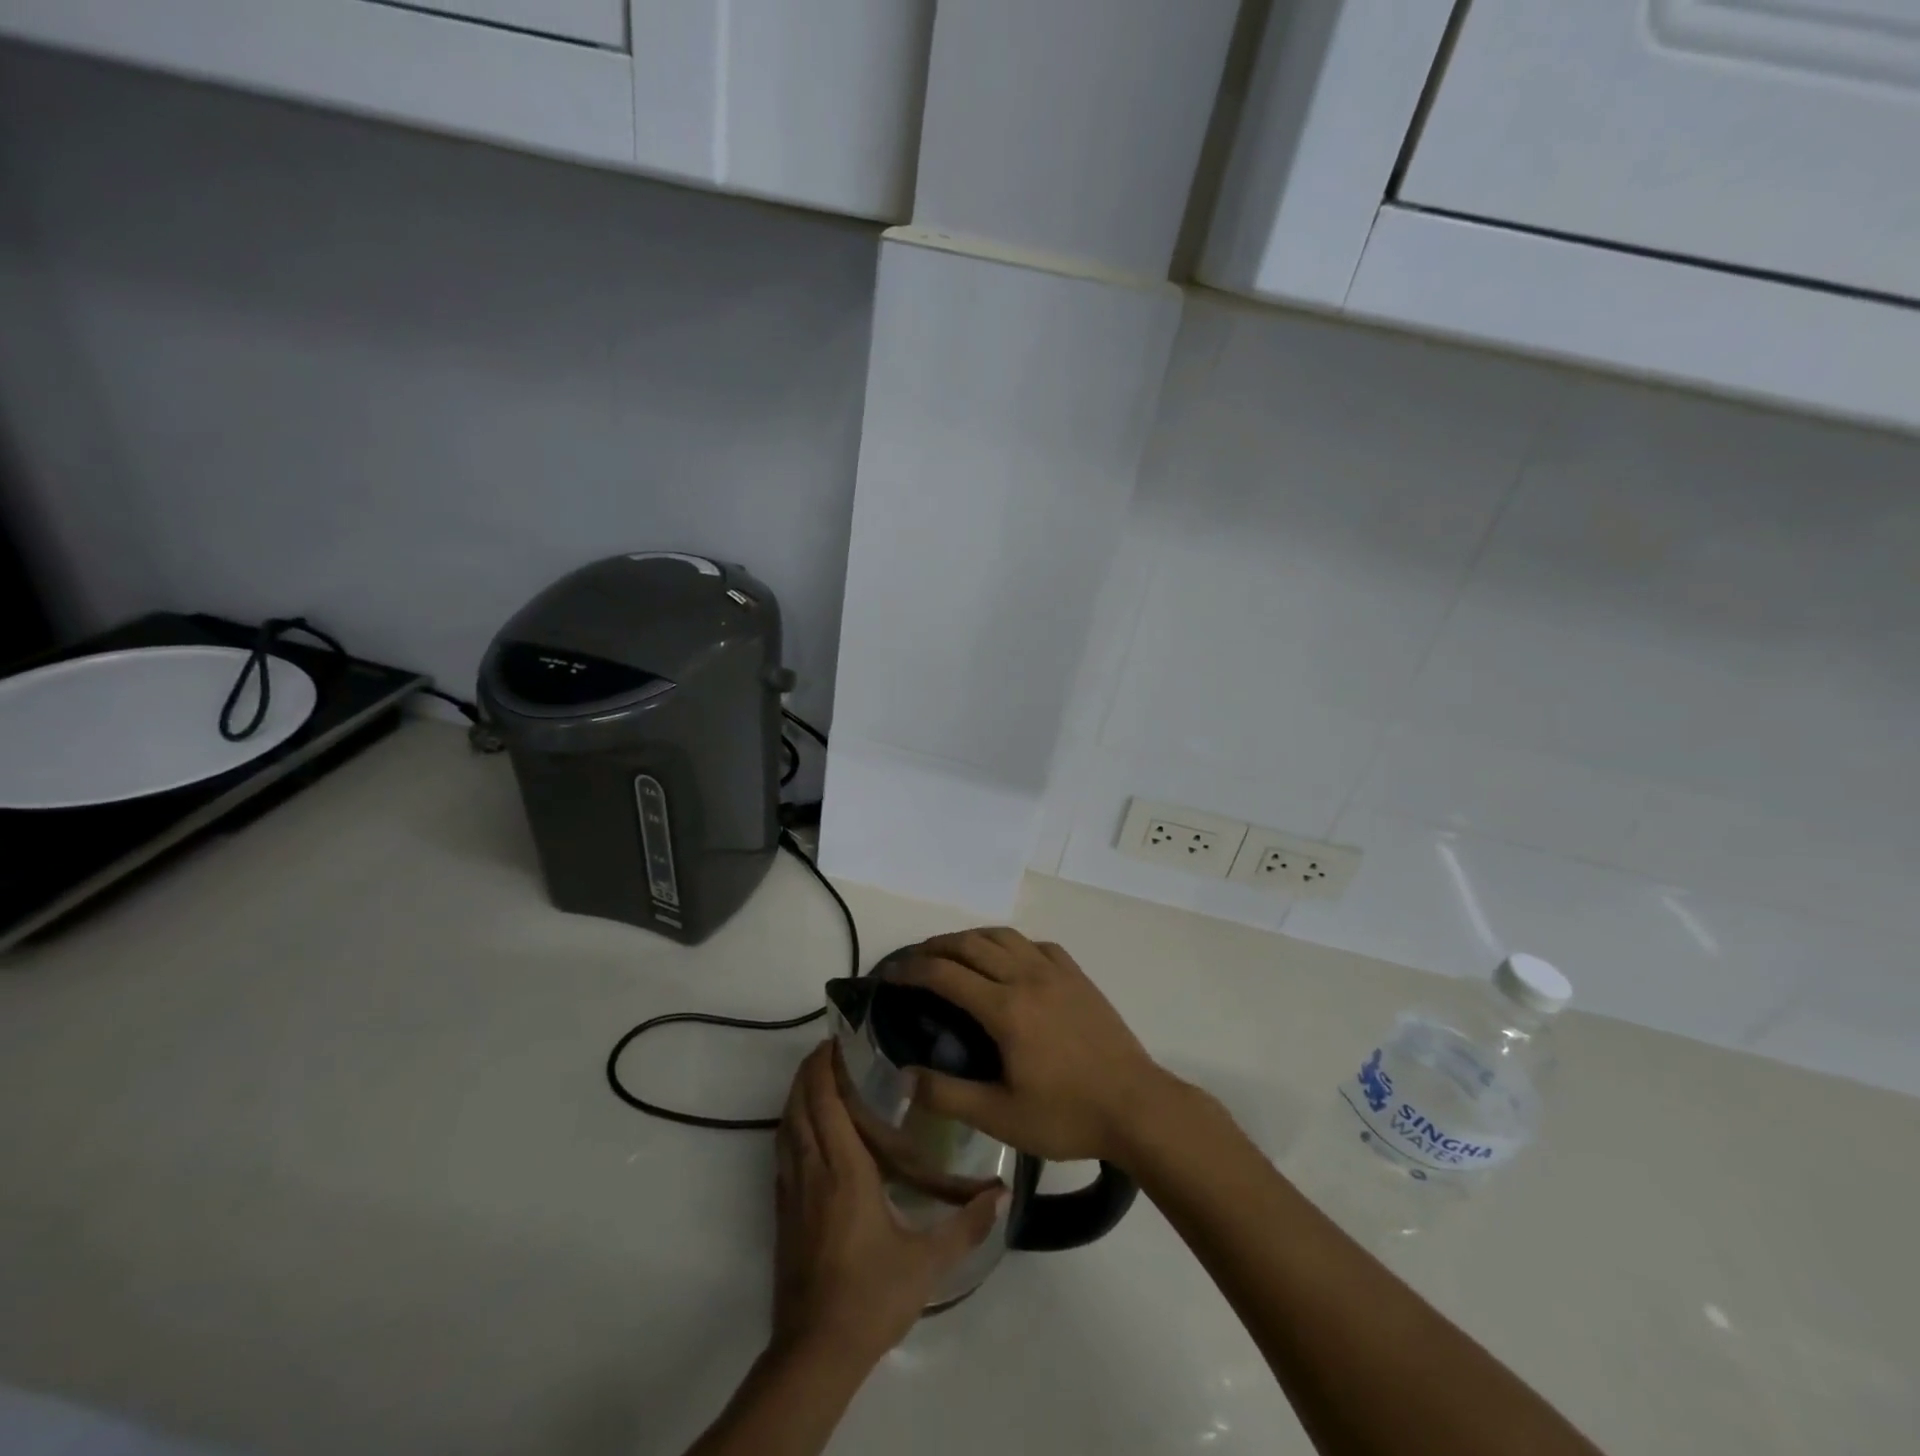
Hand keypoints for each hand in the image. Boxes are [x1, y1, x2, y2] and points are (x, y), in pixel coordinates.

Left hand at [771, 1042, 1003, 1369]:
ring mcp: (792, 1191)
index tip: (837, 1038)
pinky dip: (790, 1125)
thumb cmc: (872, 1296)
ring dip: (797, 1094)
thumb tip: (1002, 1193)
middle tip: (830, 1047)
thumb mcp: (927, 1262)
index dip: (825, 1066)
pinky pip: (782, 1151)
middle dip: (809, 1070)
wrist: (816, 1352)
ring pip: (786, 1126)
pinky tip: (806, 1127)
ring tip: (817, 1075)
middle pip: (800, 1105)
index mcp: (844, 1171)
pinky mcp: (783, 1212)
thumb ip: (967, 1224)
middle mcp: (813, 1170)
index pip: (826, 1101)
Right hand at [892, 928, 1172, 1166]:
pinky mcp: (1077, 975)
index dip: (912, 970)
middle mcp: (1026, 977)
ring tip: (953, 953)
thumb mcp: (1001, 1117)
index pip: (945, 974)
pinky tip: (1008, 960)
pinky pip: (1035, 944)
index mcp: (1005, 1009)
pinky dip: (1010, 944)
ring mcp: (1055, 971)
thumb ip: (948, 1096)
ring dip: (970, 938)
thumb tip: (902, 1078)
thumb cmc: (1067, 1115)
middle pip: (970, 944)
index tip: (890, 975)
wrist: (1136, 1106)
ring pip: (1003, 936)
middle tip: (914, 961)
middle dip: (935, 947)